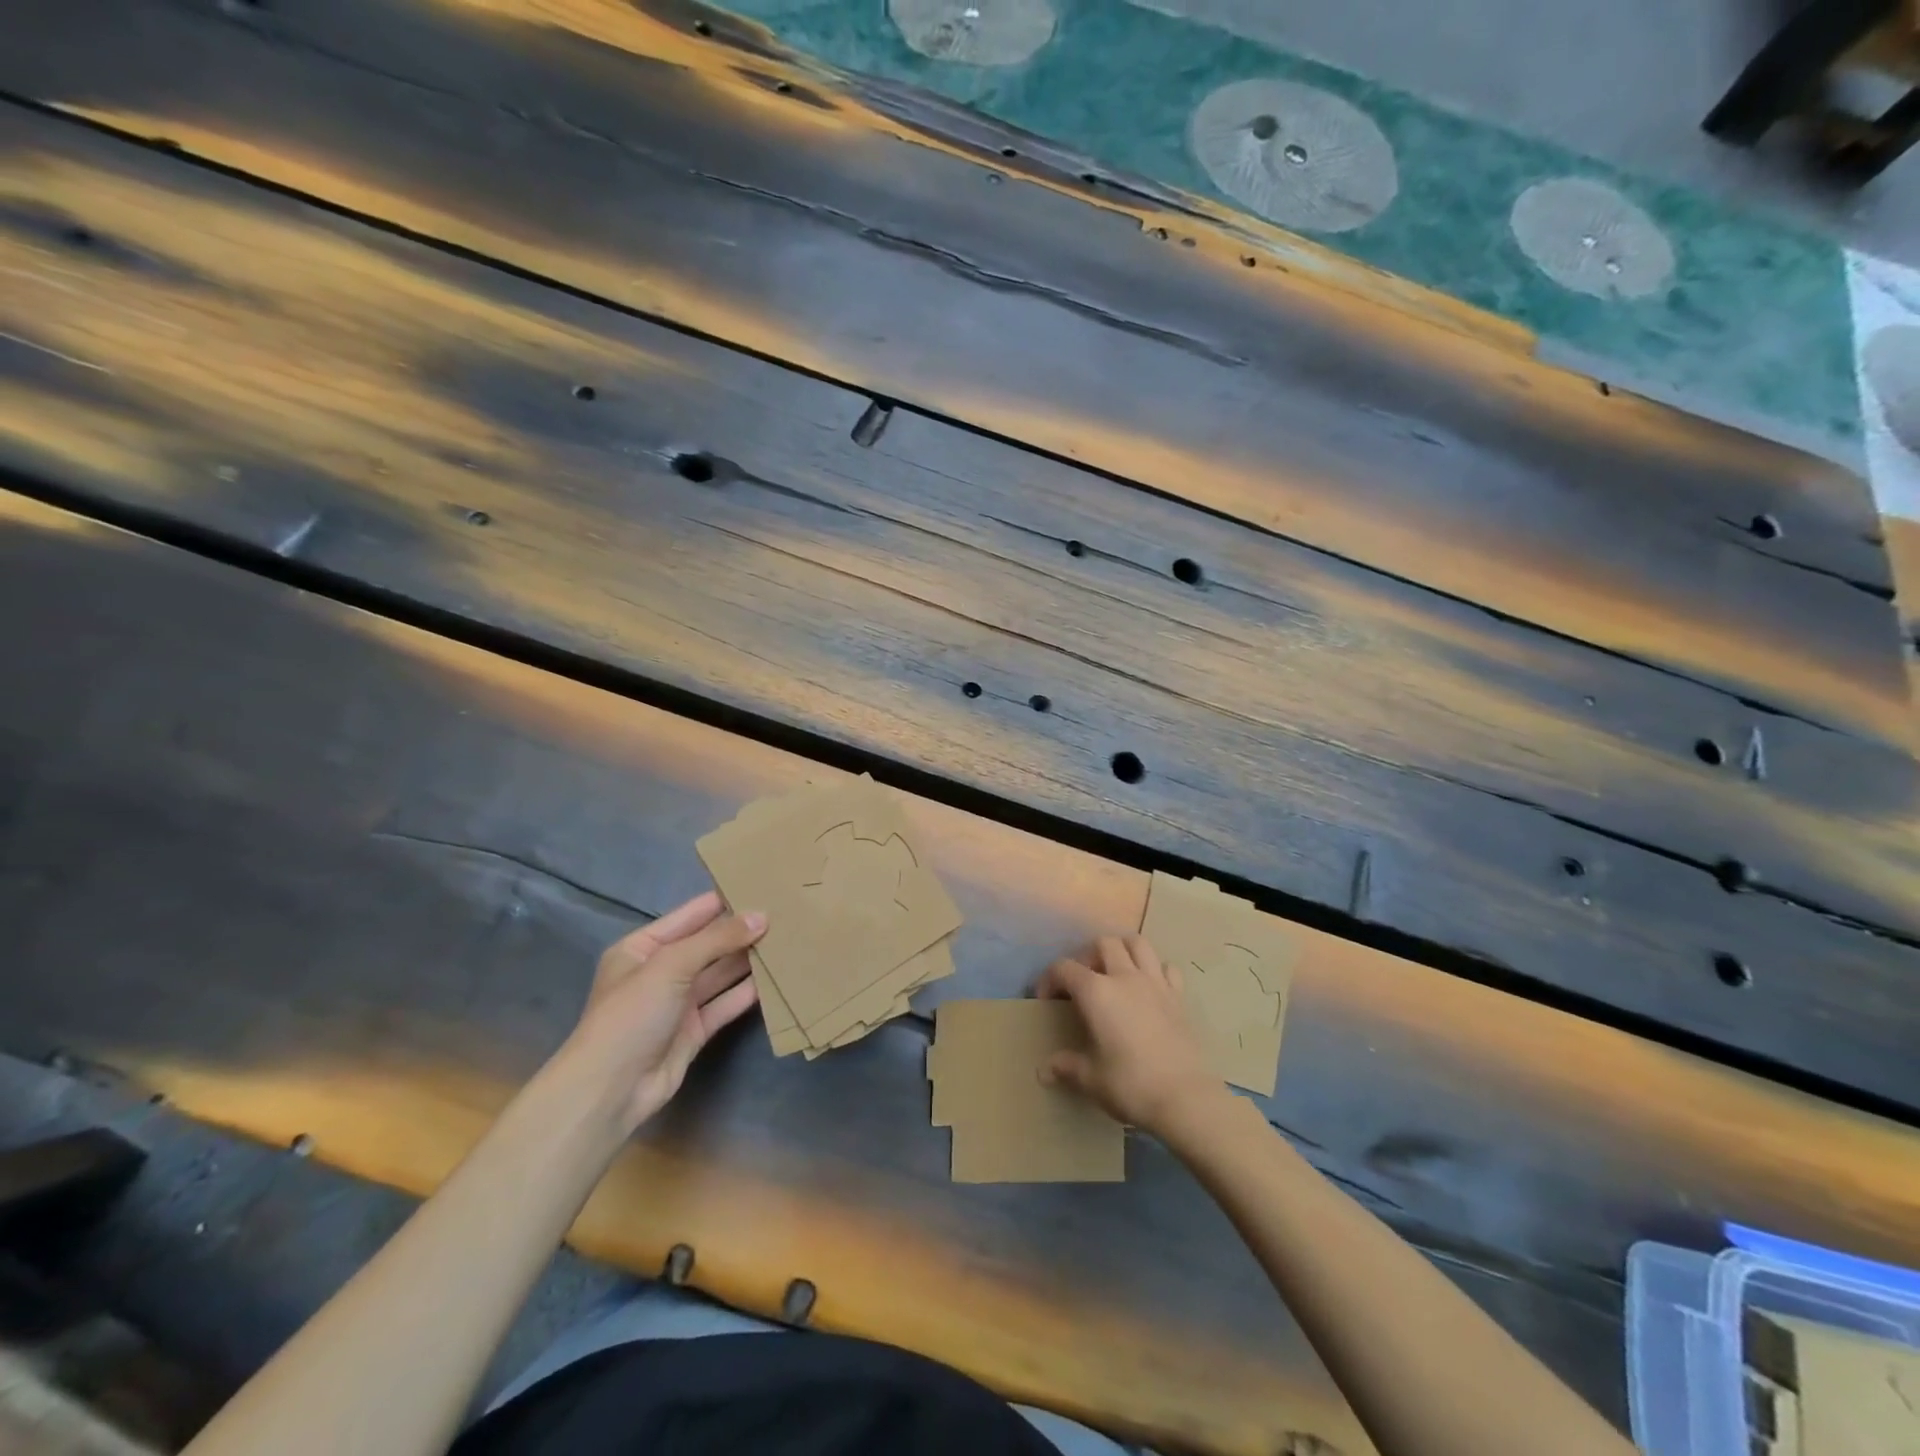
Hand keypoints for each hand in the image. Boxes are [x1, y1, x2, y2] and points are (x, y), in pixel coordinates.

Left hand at [559, 891, 765, 1133]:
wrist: (610, 1090)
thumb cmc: (631, 1014)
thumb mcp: (671, 965)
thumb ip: (717, 939)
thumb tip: (762, 917)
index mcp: (642, 948)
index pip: (690, 916)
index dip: (723, 901)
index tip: (762, 886)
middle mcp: (660, 971)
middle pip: (708, 944)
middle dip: (741, 931)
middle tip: (785, 914)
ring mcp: (678, 1003)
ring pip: (720, 974)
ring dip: (748, 960)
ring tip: (788, 940)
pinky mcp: (694, 1030)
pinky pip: (725, 1004)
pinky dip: (748, 992)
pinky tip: (776, 979)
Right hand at [1036, 933, 1224, 1138]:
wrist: (1185, 1098)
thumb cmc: (1130, 1085)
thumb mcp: (1091, 1079)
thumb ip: (1066, 1067)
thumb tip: (1044, 1071)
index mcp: (1096, 993)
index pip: (1064, 968)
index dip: (1049, 979)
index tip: (1046, 1000)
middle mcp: (1125, 978)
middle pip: (1104, 943)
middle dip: (1088, 956)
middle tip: (1083, 982)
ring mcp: (1155, 983)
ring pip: (1138, 944)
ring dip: (1123, 950)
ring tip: (1115, 973)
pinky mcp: (1179, 997)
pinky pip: (1166, 968)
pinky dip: (1155, 970)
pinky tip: (1149, 989)